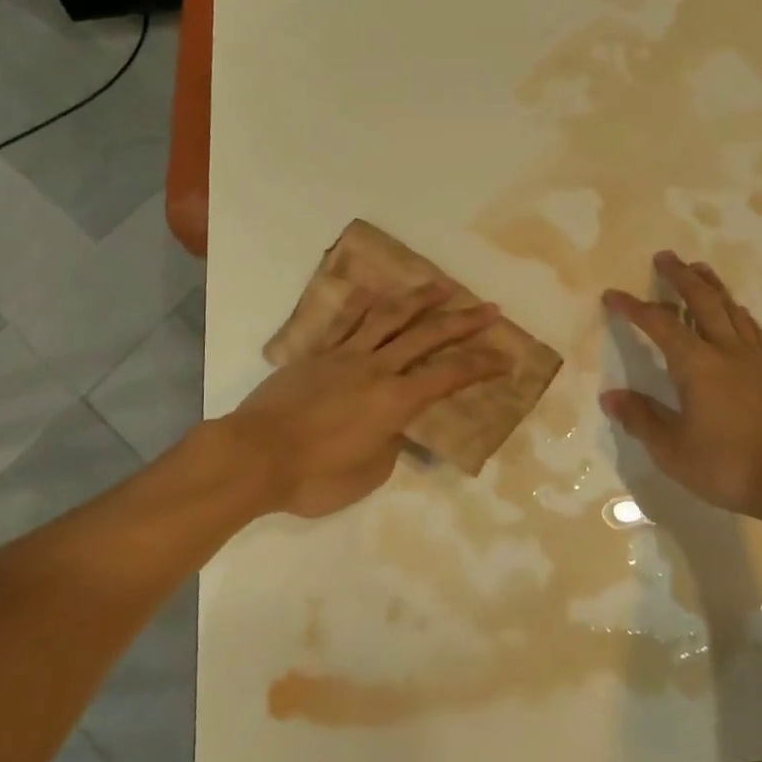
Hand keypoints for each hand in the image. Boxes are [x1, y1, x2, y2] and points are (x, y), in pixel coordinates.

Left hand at [220, 282, 505, 517]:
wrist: (254, 456)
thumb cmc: (314, 477)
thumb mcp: (368, 474)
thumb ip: (388, 445)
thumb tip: (389, 429)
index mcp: (395, 401)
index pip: (450, 377)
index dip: (482, 365)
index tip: (506, 356)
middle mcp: (377, 369)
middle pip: (428, 336)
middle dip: (464, 322)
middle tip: (490, 307)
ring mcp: (345, 357)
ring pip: (388, 318)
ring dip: (419, 300)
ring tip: (441, 285)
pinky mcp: (316, 355)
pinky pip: (344, 323)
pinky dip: (362, 305)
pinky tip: (375, 291)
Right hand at [602, 250, 761, 524]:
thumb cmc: (728, 466)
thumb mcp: (672, 450)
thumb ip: (641, 419)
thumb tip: (611, 397)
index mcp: (696, 365)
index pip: (659, 324)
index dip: (634, 307)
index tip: (613, 295)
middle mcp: (725, 351)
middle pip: (702, 301)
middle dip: (680, 277)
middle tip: (665, 256)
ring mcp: (754, 360)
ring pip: (731, 309)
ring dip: (712, 286)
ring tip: (700, 268)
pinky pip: (751, 329)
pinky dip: (737, 312)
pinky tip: (737, 312)